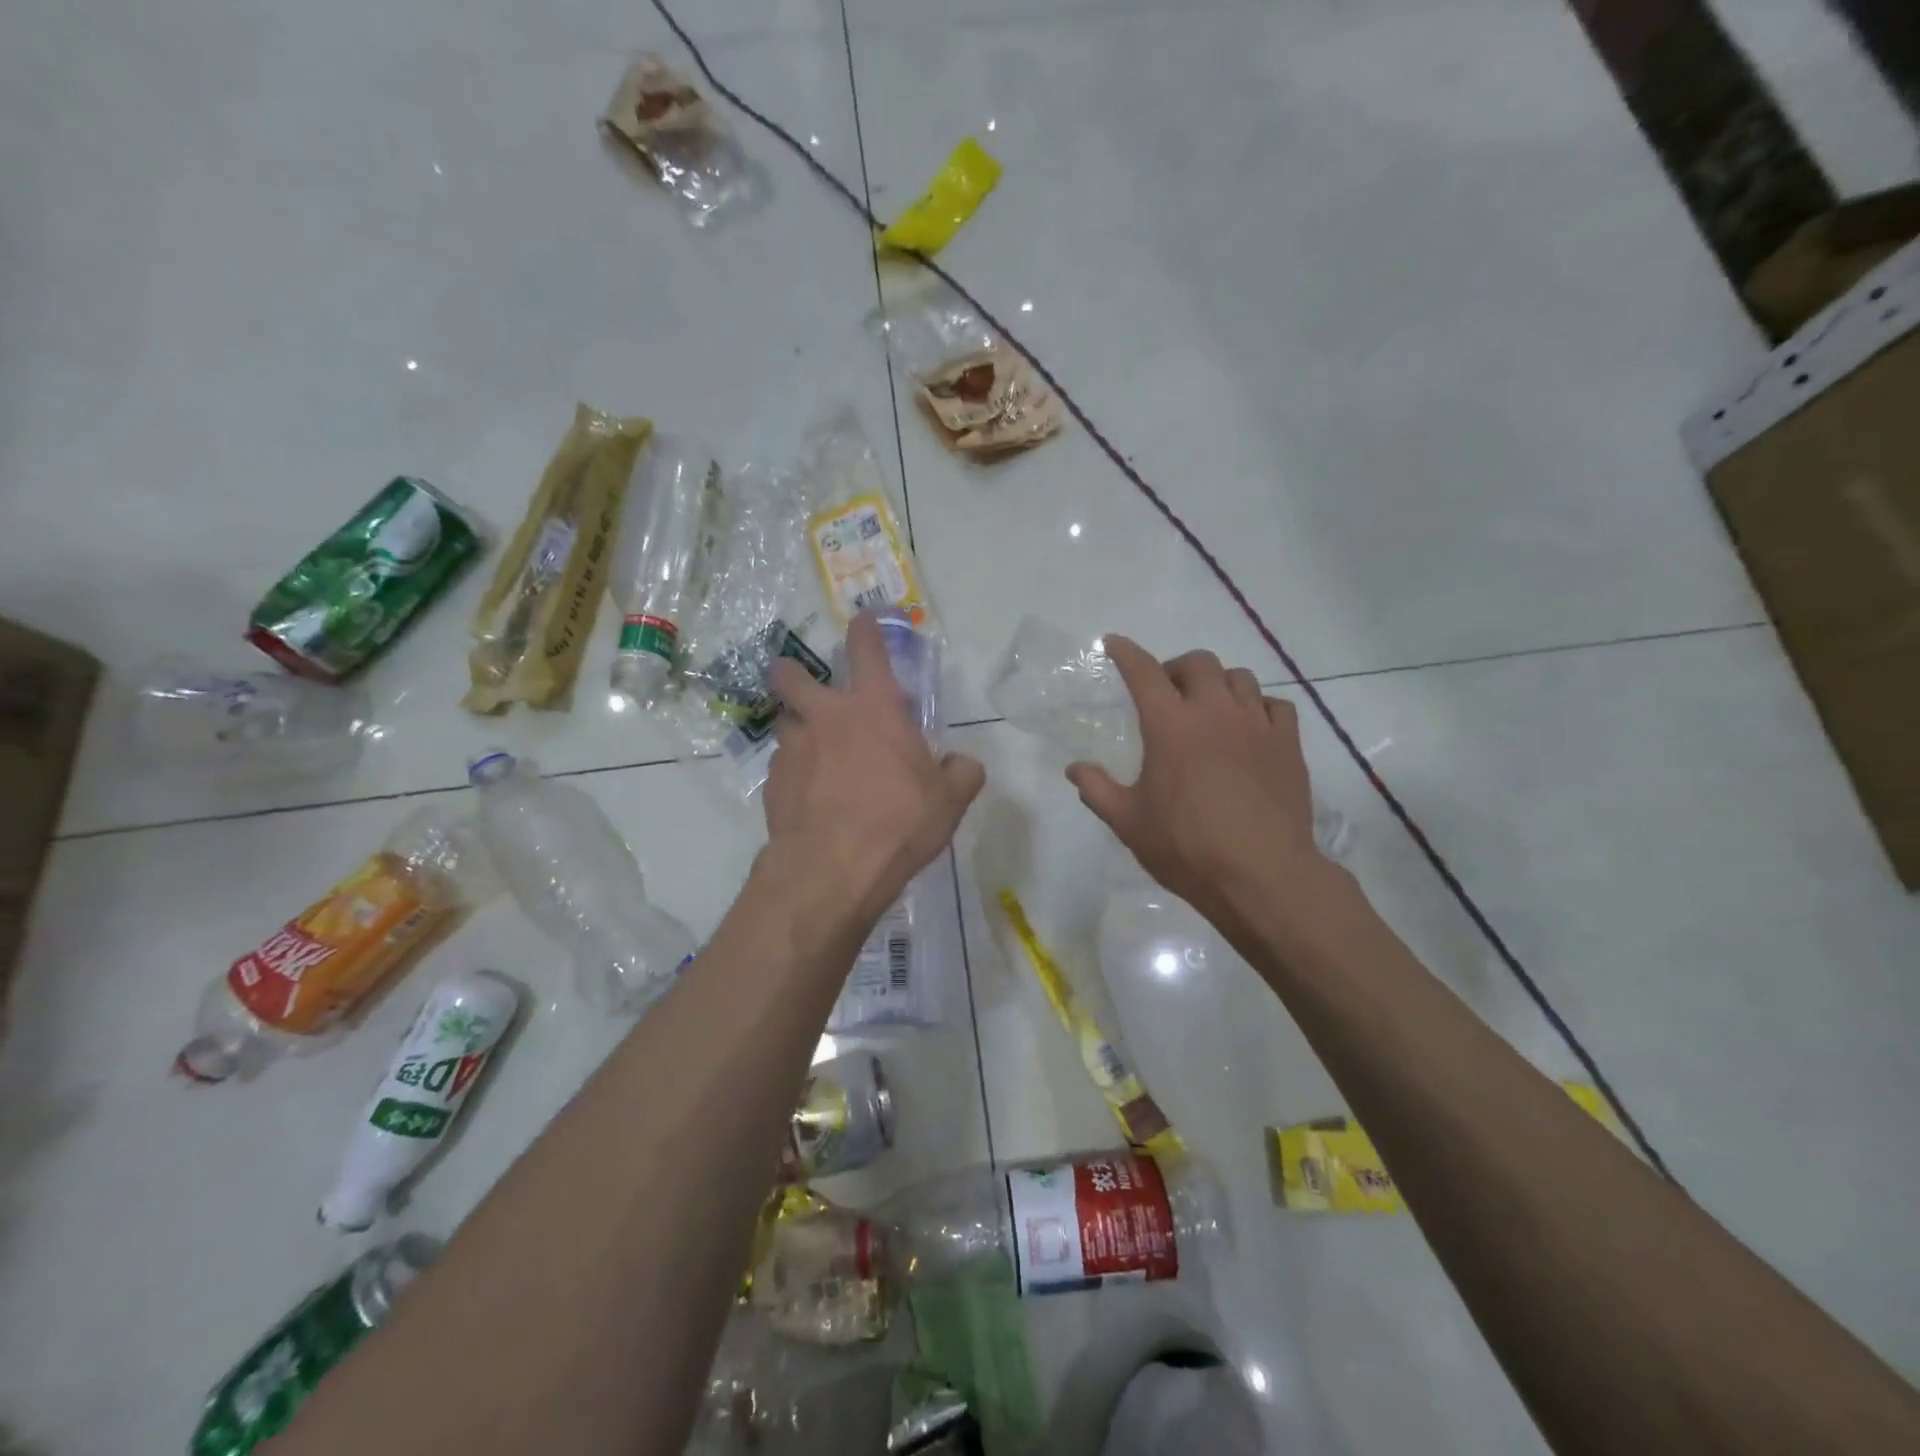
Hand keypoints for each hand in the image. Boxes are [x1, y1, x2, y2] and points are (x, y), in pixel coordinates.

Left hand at [763, 613, 984, 926]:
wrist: (834, 867)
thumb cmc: (899, 821)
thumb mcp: (949, 800)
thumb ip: (961, 773)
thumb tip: (963, 764)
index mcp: (874, 708)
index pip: (867, 648)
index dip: (866, 626)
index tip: (865, 618)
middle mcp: (826, 718)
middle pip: (792, 675)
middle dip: (793, 672)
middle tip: (804, 686)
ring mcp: (793, 749)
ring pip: (785, 723)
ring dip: (799, 731)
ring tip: (816, 757)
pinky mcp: (772, 784)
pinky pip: (783, 767)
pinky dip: (795, 774)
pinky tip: (811, 800)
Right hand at [1067, 638, 1333, 941]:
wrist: (1262, 876)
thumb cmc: (1187, 848)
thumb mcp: (1129, 822)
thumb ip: (1097, 789)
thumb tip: (1075, 768)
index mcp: (1170, 726)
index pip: (1143, 672)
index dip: (1126, 653)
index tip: (1115, 643)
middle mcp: (1214, 712)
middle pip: (1198, 663)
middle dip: (1177, 668)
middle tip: (1167, 691)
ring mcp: (1257, 725)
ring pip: (1239, 678)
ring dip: (1218, 683)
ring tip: (1209, 707)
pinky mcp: (1288, 744)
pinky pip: (1275, 705)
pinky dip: (1258, 706)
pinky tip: (1250, 727)